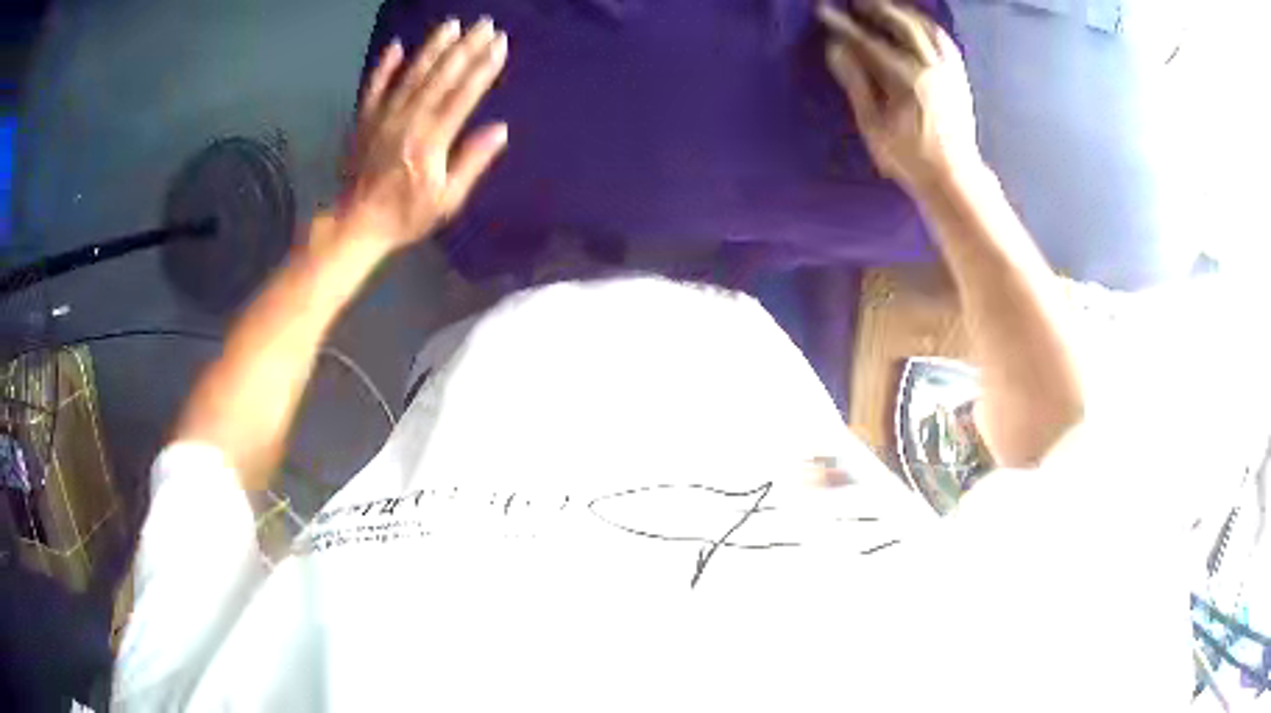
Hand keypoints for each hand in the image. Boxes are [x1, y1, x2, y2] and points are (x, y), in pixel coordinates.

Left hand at [339, 18, 508, 249]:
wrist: (356, 224)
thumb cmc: (406, 215)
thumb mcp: (447, 199)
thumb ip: (471, 161)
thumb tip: (499, 129)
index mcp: (432, 140)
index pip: (463, 94)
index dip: (484, 67)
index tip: (500, 44)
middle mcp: (409, 120)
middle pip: (441, 76)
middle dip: (466, 47)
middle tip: (485, 24)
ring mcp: (383, 117)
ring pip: (412, 74)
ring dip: (433, 47)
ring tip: (452, 24)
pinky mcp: (364, 120)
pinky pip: (374, 87)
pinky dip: (384, 66)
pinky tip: (396, 46)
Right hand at [818, 1, 980, 193]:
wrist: (954, 177)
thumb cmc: (909, 157)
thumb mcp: (873, 125)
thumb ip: (856, 82)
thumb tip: (837, 49)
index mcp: (907, 81)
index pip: (870, 43)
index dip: (846, 26)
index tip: (825, 12)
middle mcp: (931, 68)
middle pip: (903, 25)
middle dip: (878, 9)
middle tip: (857, 2)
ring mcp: (950, 71)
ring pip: (928, 29)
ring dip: (905, 13)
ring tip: (887, 7)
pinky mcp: (960, 77)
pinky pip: (944, 41)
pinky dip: (928, 27)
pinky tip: (918, 24)